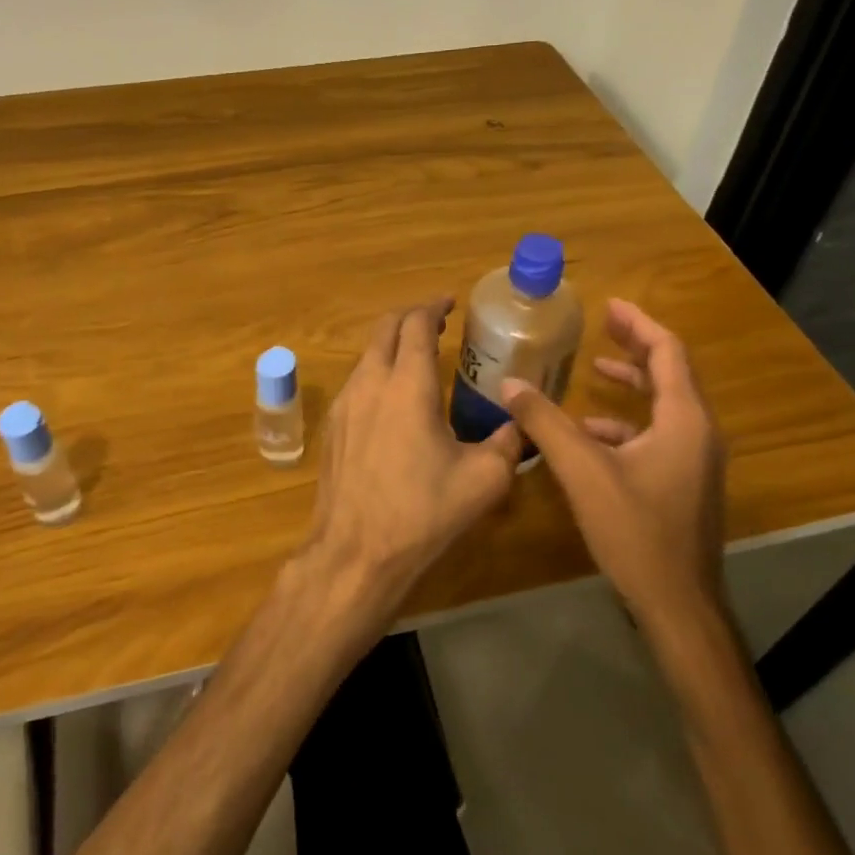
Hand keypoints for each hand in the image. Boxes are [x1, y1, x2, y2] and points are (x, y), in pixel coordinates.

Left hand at [307, 298, 523, 603]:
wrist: (355, 552)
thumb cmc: (422, 513)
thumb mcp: (483, 480)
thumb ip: (509, 443)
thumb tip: (522, 426)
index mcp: (407, 385)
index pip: (416, 325)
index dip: (433, 307)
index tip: (450, 302)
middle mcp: (370, 383)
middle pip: (385, 329)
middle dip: (410, 318)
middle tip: (437, 322)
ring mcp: (344, 404)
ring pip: (367, 355)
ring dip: (392, 345)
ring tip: (419, 357)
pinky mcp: (332, 428)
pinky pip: (356, 382)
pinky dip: (377, 372)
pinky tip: (394, 399)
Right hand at [501, 298, 724, 628]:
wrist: (678, 605)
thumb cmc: (636, 531)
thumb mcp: (583, 471)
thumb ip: (546, 423)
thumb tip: (509, 384)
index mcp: (684, 420)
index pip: (668, 352)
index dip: (639, 323)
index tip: (609, 305)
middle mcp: (698, 433)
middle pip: (670, 374)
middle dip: (635, 348)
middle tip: (601, 327)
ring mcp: (695, 461)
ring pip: (664, 407)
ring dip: (632, 386)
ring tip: (594, 373)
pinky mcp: (684, 484)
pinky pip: (658, 437)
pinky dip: (627, 424)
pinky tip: (590, 437)